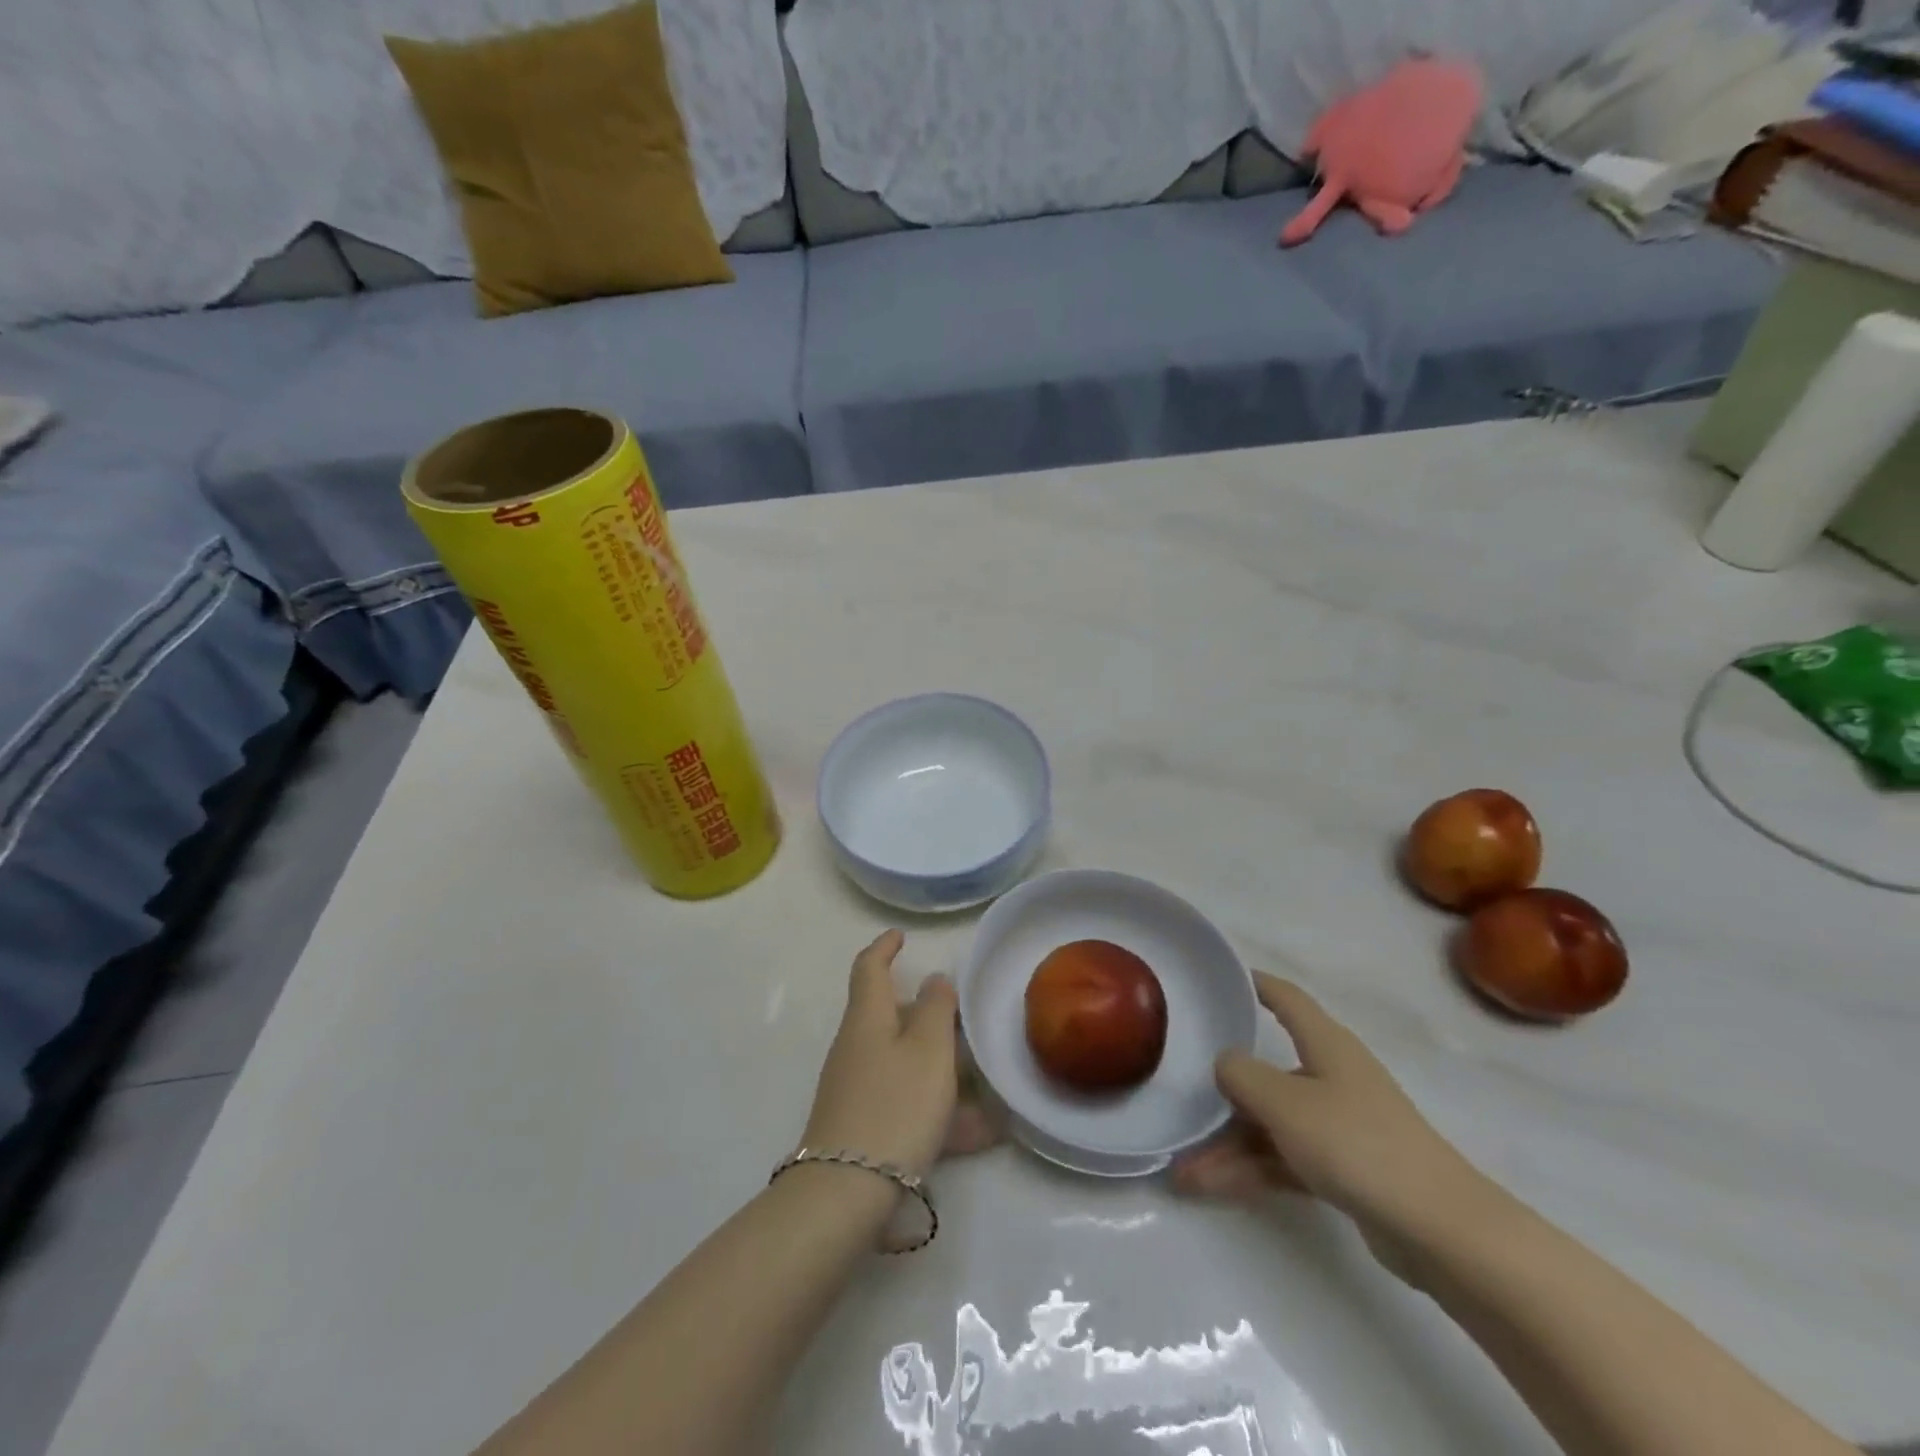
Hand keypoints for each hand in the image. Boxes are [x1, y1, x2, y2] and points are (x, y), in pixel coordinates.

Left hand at [800, 931, 1000, 1179]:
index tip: (900, 936)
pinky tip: (983, 1135)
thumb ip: (936, 1009)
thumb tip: (934, 981)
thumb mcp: (929, 1050)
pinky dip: (941, 1112)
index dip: (884, 947)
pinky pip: (909, 1105)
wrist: (846, 1193)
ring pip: (906, 1065)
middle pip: (890, 1017)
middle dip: (926, 1016)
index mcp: (868, 1018)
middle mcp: (857, 1047)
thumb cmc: (894, 1104)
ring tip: (988, 1087)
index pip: (869, 967)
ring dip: (943, 1070)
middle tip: (962, 1019)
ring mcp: (857, 1089)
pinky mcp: (864, 1127)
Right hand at [1172, 972, 1484, 1259]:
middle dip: (1222, 1091)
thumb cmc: (1357, 1143)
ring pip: (1270, 1124)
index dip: (1255, 984)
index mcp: (1326, 1045)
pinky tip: (1207, 1186)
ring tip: (1181, 1168)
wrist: (1440, 1230)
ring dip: (1227, 1144)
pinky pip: (1282, 1158)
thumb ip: (1242, 1075)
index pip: (1286, 999)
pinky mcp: (1343, 1170)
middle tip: (1178, 1095)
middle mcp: (1331, 1077)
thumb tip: (1224, 1064)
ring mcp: (1338, 1125)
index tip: (1220, 978)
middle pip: (1267, 1072)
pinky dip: (1249, 1169)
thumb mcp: (1285, 1102)